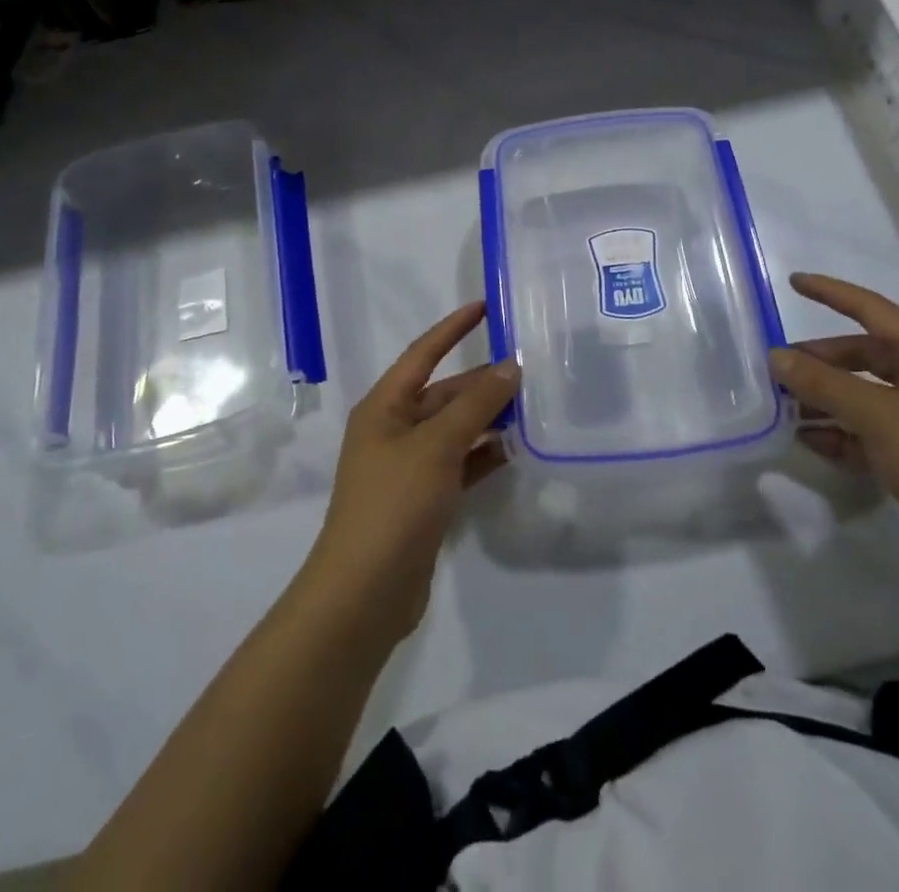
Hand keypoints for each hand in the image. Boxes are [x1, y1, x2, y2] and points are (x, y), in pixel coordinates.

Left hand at [303, 302, 518, 640]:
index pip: (422, 353)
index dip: (452, 328)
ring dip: (488, 418)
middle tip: (530, 370)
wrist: (366, 592)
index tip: (485, 307)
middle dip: (482, 382)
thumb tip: (509, 367)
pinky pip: (460, 463)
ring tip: (533, 406)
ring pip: (455, 429)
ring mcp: (409, 466)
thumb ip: (475, 405)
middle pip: (444, 394)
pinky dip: (484, 454)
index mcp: (384, 407)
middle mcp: (394, 430)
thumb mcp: (437, 445)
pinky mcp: (424, 499)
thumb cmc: (394, 503)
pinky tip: (517, 450)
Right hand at [770, 273, 898, 600]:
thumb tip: (776, 356)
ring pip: (864, 396)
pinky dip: (842, 434)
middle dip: (820, 362)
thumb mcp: (879, 417)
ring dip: (825, 400)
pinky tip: (810, 442)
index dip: (831, 293)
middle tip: (776, 370)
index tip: (792, 282)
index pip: (871, 310)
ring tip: (783, 408)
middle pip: (863, 356)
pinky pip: (871, 432)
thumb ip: (824, 384)